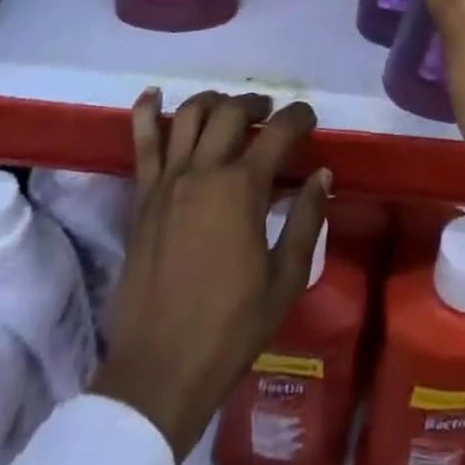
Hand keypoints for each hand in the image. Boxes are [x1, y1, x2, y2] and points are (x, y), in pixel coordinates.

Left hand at [91, 89, 330, 459]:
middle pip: (232, 112)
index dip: (299, 117)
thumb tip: (322, 174)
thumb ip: (307, 220)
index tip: (309, 118)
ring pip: (190, 115)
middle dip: (257, 105)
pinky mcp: (142, 196)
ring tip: (228, 108)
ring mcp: (168, 180)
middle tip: (270, 115)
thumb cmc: (231, 328)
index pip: (278, 132)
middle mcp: (204, 171)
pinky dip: (148, 112)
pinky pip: (143, 143)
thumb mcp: (285, 280)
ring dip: (214, 101)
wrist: (160, 369)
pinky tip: (154, 94)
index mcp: (242, 189)